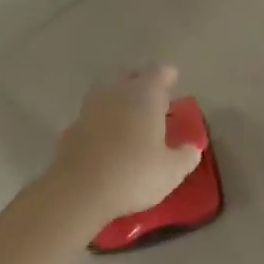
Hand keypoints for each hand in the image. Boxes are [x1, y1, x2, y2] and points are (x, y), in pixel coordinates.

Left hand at [46, 66, 201, 226]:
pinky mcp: (71, 128)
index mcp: (145, 94)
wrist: (77, 192)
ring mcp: (90, 108)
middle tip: (151, 97)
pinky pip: (91, 115)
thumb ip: (186, 156)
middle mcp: (116, 92)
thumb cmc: (132, 174)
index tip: (173, 83)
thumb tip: (192, 148)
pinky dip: (101, 120)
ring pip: (106, 91)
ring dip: (118, 98)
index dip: (168, 76)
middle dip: (140, 81)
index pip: (159, 71)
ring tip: (129, 117)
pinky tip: (107, 138)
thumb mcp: (171, 171)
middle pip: (129, 74)